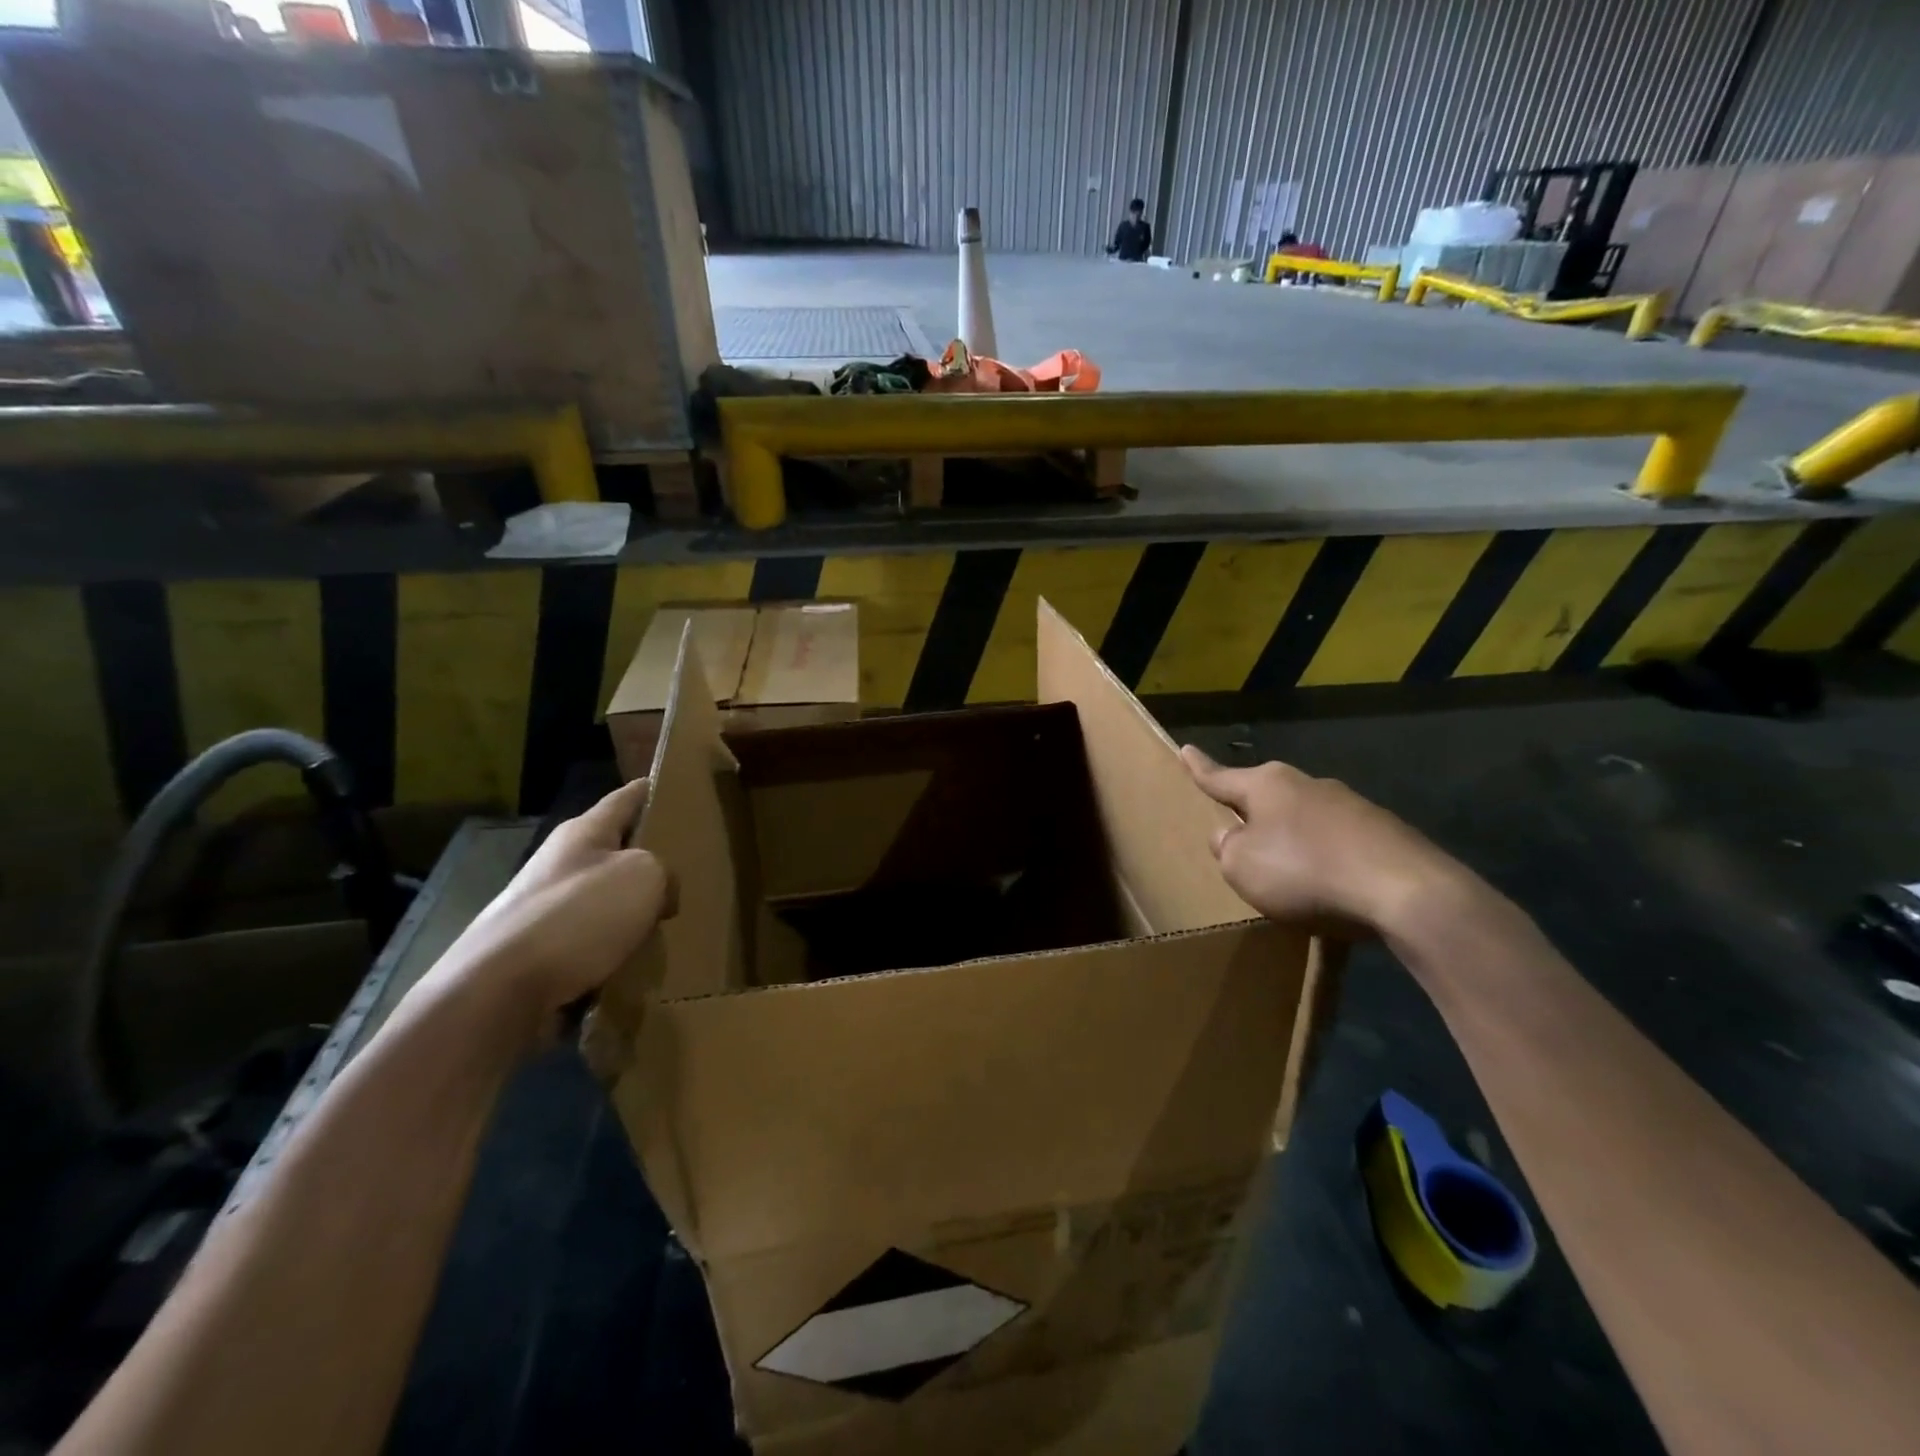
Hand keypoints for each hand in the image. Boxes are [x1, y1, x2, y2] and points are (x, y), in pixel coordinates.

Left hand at [424, 779, 675, 1041]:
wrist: (498, 990)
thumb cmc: (579, 916)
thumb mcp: (645, 876)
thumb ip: (664, 872)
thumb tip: (659, 894)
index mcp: (583, 832)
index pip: (626, 798)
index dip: (652, 791)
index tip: (677, 788)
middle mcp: (559, 863)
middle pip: (613, 850)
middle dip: (647, 859)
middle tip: (689, 870)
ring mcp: (543, 908)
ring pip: (603, 899)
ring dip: (631, 910)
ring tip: (666, 926)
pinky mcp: (536, 951)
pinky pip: (589, 941)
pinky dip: (612, 949)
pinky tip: (633, 964)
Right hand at [1181, 745, 1467, 934]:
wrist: (1406, 892)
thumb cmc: (1305, 872)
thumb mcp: (1243, 867)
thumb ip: (1227, 849)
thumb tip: (1231, 835)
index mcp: (1267, 786)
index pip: (1221, 777)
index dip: (1199, 768)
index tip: (1186, 749)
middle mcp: (1308, 786)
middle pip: (1267, 800)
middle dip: (1253, 815)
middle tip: (1238, 835)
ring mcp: (1351, 808)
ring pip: (1305, 825)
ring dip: (1292, 846)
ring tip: (1288, 883)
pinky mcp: (1385, 836)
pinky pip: (1339, 850)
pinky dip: (1327, 868)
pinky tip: (1331, 900)